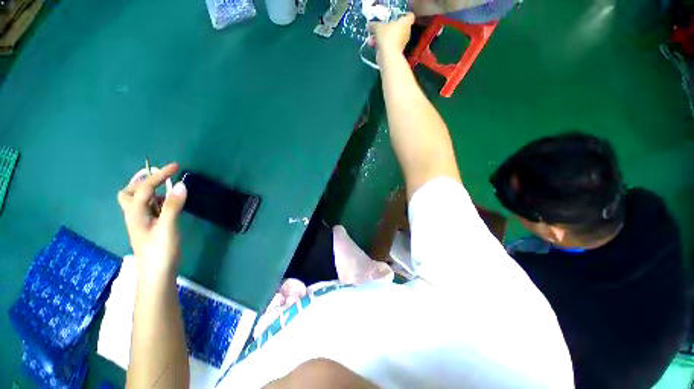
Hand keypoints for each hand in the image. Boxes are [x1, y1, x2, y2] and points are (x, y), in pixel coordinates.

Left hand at [118, 163, 186, 280]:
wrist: (157, 274)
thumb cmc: (160, 251)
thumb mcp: (168, 227)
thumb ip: (173, 206)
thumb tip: (181, 184)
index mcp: (135, 213)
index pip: (145, 188)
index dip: (160, 175)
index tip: (177, 166)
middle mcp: (134, 215)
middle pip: (129, 193)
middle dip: (142, 181)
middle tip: (159, 176)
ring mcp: (141, 222)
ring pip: (138, 200)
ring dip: (149, 190)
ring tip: (166, 188)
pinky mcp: (150, 227)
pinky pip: (149, 208)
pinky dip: (156, 200)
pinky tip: (168, 204)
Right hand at [368, 13, 415, 58]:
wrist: (388, 55)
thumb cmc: (387, 37)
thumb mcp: (378, 27)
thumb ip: (374, 25)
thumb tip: (371, 26)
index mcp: (406, 22)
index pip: (409, 16)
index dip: (402, 17)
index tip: (395, 19)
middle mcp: (406, 32)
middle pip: (397, 28)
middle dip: (387, 29)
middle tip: (379, 30)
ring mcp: (402, 43)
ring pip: (392, 38)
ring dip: (382, 38)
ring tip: (373, 41)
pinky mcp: (397, 52)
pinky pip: (389, 46)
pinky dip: (383, 46)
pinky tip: (374, 47)